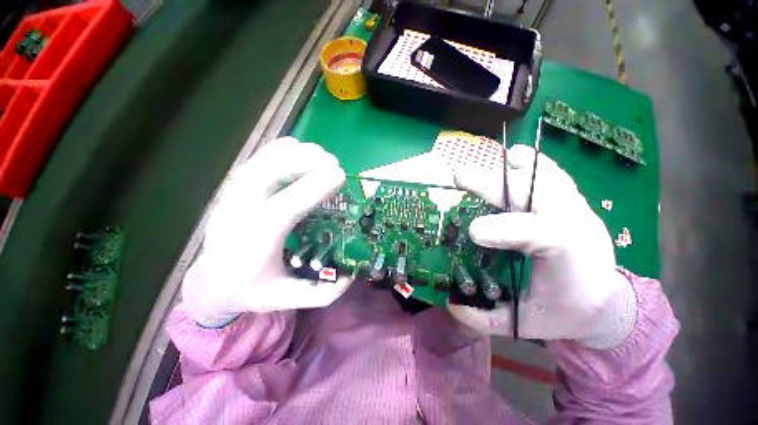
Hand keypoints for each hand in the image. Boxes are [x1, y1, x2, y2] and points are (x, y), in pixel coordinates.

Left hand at [182, 137, 351, 326]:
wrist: (212, 282)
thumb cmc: (252, 289)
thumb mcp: (287, 299)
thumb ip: (321, 293)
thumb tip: (351, 275)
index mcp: (254, 243)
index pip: (284, 208)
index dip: (313, 189)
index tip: (340, 176)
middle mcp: (238, 214)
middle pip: (267, 175)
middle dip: (304, 163)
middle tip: (334, 162)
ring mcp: (231, 198)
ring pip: (260, 163)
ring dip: (293, 154)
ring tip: (321, 154)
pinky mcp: (233, 190)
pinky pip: (255, 162)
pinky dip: (277, 151)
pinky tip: (297, 149)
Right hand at [449, 145, 636, 347]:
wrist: (604, 299)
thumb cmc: (565, 312)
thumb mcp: (527, 324)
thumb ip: (489, 318)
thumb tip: (452, 303)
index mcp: (570, 260)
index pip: (544, 235)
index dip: (507, 229)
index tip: (473, 231)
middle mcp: (577, 225)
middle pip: (537, 195)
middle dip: (496, 185)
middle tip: (460, 177)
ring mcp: (577, 209)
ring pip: (548, 179)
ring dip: (513, 170)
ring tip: (484, 161)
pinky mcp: (572, 202)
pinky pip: (555, 175)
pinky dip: (535, 163)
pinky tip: (516, 156)